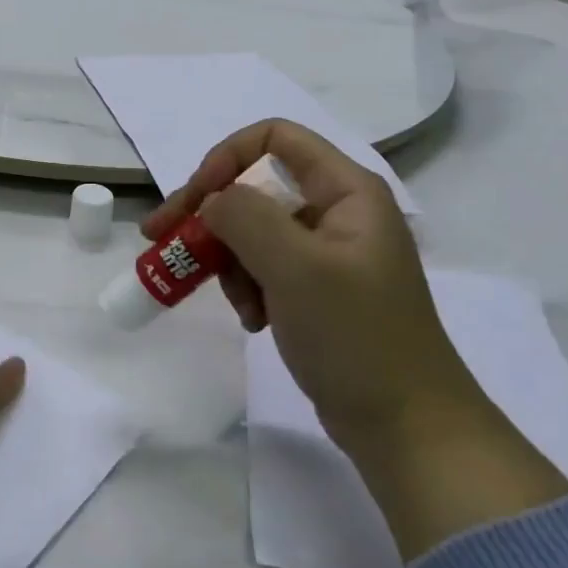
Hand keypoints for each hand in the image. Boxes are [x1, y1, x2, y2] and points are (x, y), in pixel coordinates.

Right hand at [145, 119, 482, 444]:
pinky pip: (263, 265)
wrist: (408, 430)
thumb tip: (212, 201)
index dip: (227, 157)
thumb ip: (246, 216)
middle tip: (158, 238)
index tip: (195, 200)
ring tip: (237, 303)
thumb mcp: (296, 268)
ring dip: (229, 260)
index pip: (274, 137)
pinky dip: (247, 286)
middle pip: (254, 185)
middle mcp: (337, 210)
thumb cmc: (357, 337)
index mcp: (346, 190)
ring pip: (252, 228)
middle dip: (209, 214)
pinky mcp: (316, 288)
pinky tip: (253, 319)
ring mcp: (327, 251)